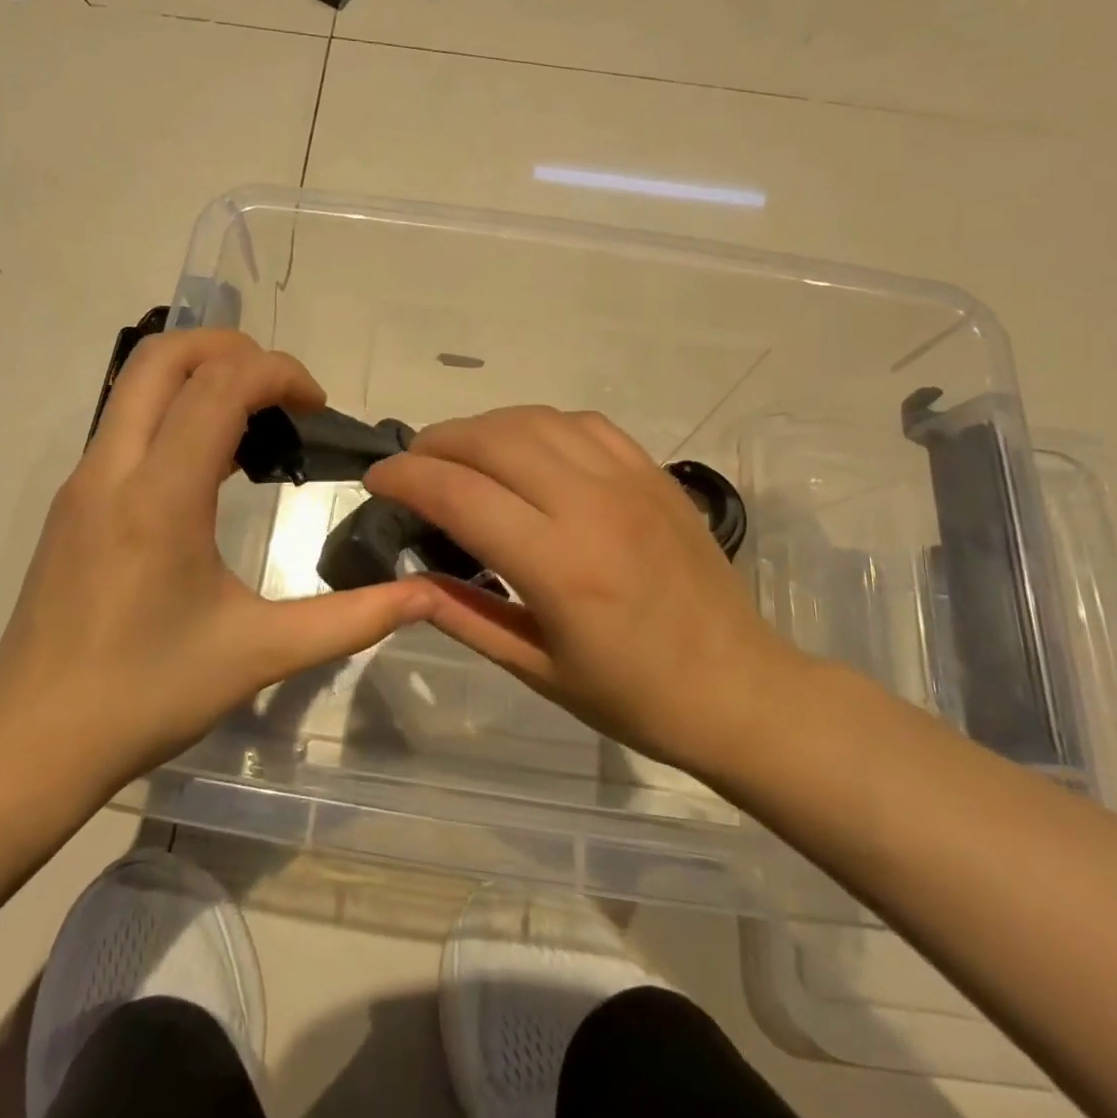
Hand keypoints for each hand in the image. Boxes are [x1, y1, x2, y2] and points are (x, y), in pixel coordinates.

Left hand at [0, 330, 437, 823]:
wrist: (31, 744)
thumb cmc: (148, 696)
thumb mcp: (262, 654)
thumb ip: (353, 618)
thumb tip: (428, 597)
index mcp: (161, 498)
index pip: (220, 386)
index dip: (279, 373)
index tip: (318, 408)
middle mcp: (112, 470)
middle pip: (163, 355)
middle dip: (233, 348)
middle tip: (284, 392)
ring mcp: (82, 481)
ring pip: (137, 382)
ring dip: (201, 375)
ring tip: (257, 423)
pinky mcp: (72, 501)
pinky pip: (127, 422)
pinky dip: (175, 411)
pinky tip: (212, 468)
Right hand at [365, 407, 804, 782]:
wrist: (740, 688)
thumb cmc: (634, 697)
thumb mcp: (537, 670)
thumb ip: (465, 616)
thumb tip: (406, 578)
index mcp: (560, 567)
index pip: (460, 494)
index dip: (406, 477)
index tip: (377, 480)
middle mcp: (592, 507)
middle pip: (493, 440)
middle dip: (436, 442)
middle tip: (411, 465)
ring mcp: (630, 481)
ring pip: (535, 420)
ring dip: (483, 427)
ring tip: (458, 452)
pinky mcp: (654, 473)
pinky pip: (583, 423)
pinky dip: (537, 424)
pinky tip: (525, 448)